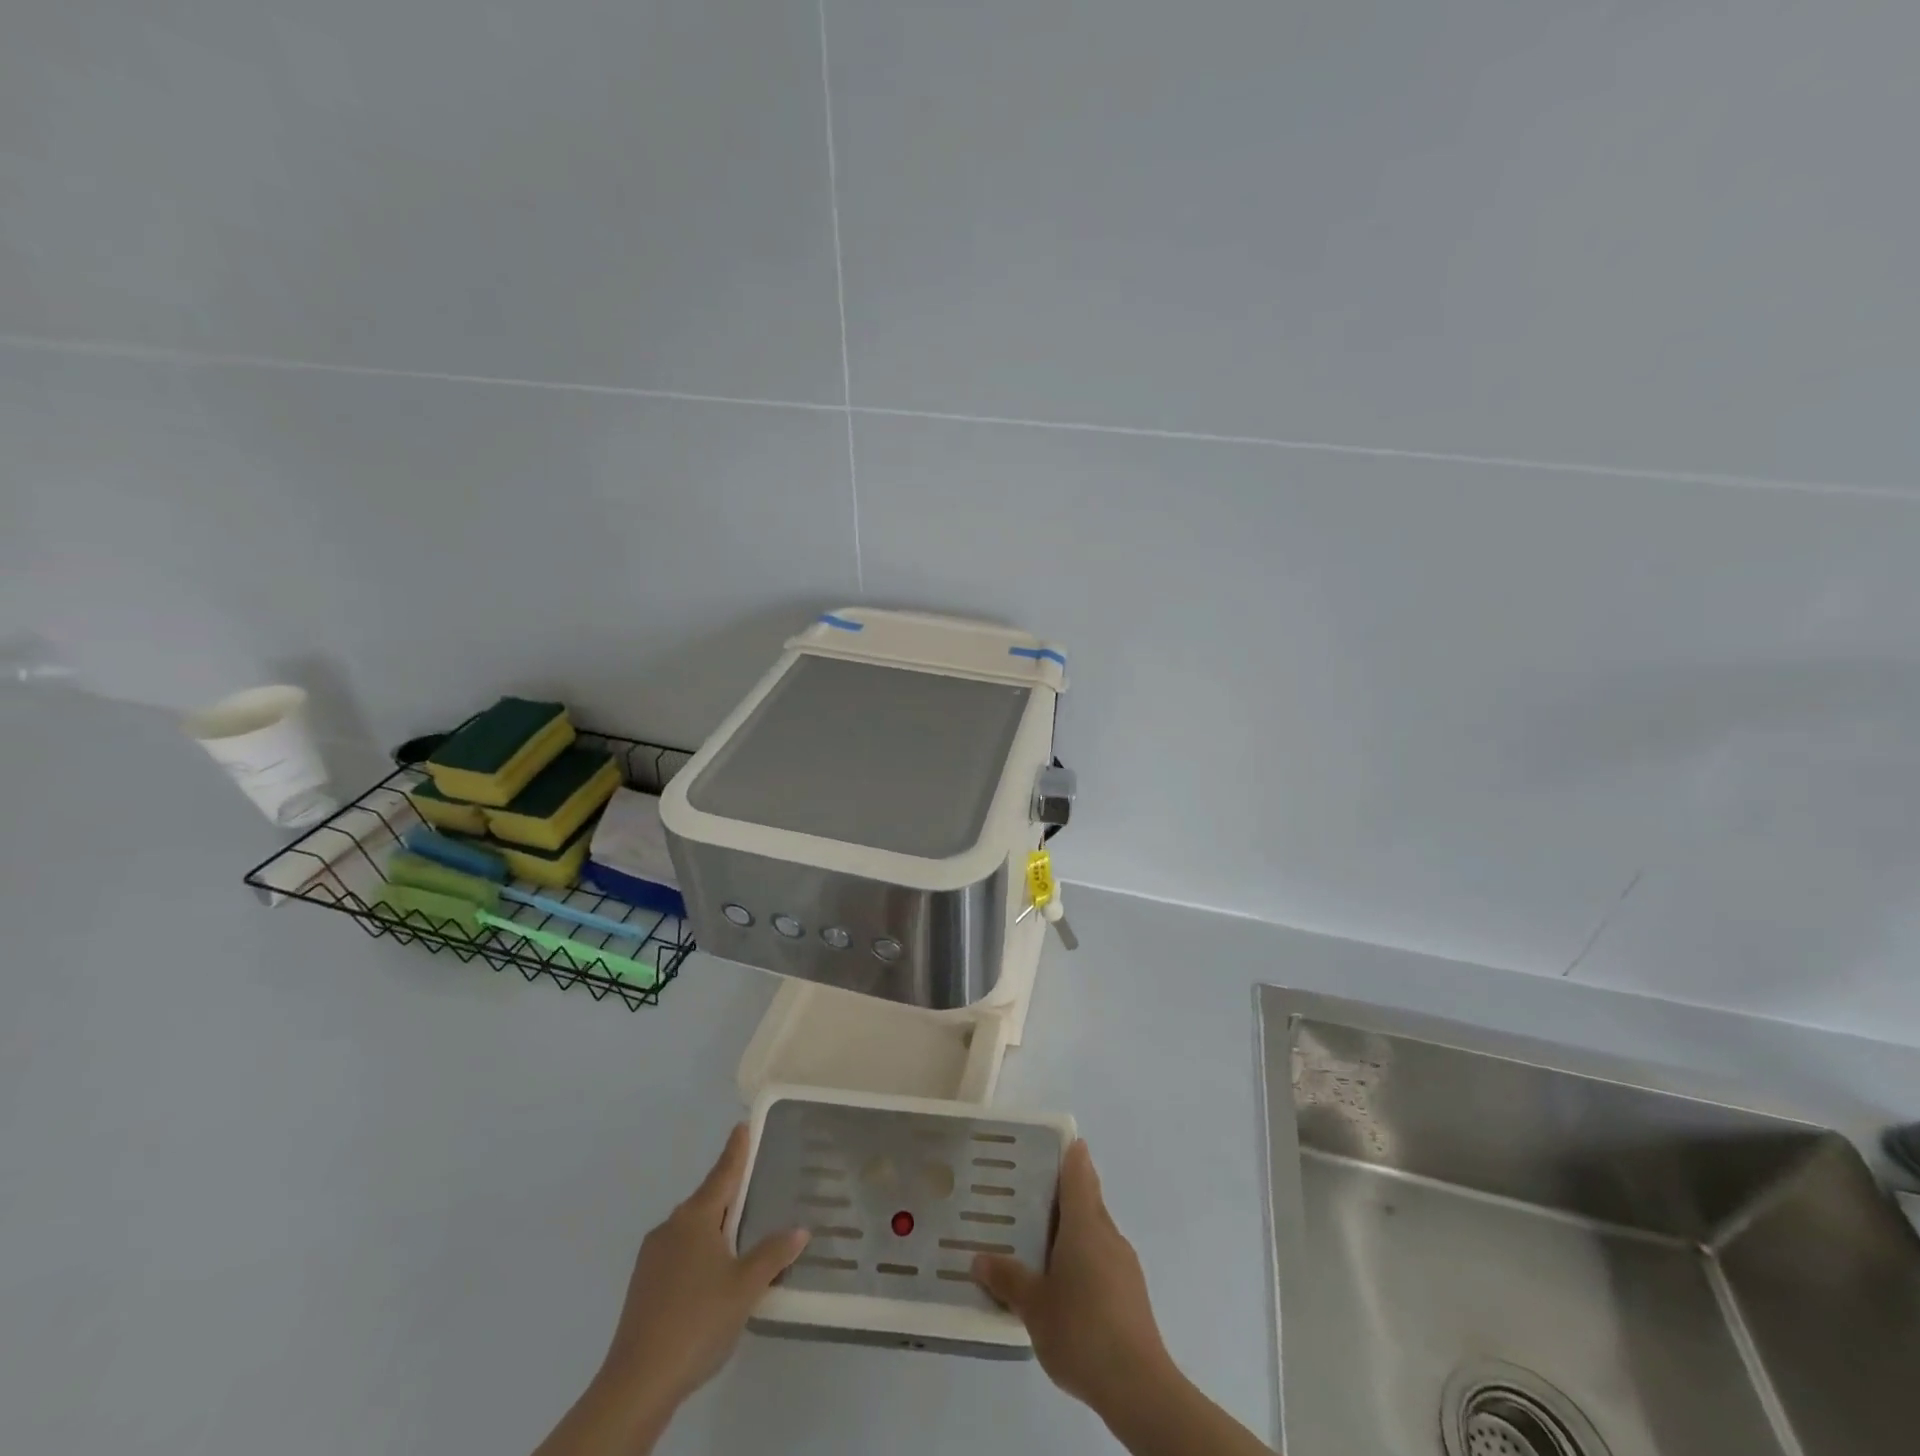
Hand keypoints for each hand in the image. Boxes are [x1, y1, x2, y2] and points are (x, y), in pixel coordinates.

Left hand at [601, 1123, 809, 1407]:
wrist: (637, 1383)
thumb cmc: (698, 1321)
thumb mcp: (746, 1287)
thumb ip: (773, 1254)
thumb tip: (800, 1229)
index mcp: (696, 1217)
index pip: (723, 1173)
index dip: (736, 1150)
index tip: (742, 1126)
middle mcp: (672, 1226)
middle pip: (707, 1200)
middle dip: (730, 1194)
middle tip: (756, 1188)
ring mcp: (653, 1257)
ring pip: (692, 1229)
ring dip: (715, 1228)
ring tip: (741, 1237)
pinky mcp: (643, 1286)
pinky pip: (680, 1253)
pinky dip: (700, 1253)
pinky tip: (714, 1277)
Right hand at [972, 1139, 1175, 1411]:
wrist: (1137, 1386)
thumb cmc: (1081, 1330)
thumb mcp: (1033, 1306)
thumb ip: (1007, 1279)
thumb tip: (978, 1259)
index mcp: (1085, 1224)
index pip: (1079, 1173)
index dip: (1070, 1154)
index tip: (1056, 1142)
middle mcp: (1107, 1234)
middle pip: (1088, 1200)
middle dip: (1065, 1193)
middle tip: (1031, 1191)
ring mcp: (1124, 1264)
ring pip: (1095, 1231)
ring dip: (1073, 1229)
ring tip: (1040, 1239)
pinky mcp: (1131, 1293)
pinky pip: (1103, 1258)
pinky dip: (1084, 1258)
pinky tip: (1064, 1283)